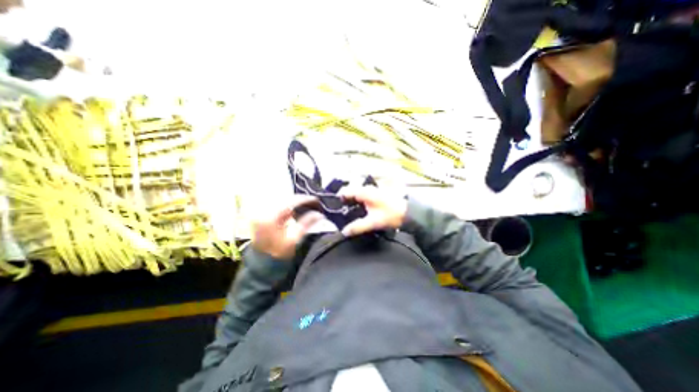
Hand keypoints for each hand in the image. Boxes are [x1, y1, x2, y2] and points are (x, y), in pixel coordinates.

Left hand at [249, 196, 322, 259]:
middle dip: (301, 200)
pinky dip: (289, 206)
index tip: (317, 200)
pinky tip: (297, 209)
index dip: (305, 199)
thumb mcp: (294, 239)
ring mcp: (261, 213)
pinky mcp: (263, 216)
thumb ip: (306, 224)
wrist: (262, 264)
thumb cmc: (278, 254)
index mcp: (270, 217)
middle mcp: (263, 211)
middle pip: (286, 199)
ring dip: (295, 202)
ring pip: (282, 202)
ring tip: (308, 205)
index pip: (290, 202)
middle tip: (314, 202)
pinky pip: (279, 206)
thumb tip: (320, 214)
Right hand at [341, 185, 410, 236]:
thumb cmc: (391, 215)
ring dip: (351, 201)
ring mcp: (372, 190)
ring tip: (346, 213)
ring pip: (356, 193)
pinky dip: (357, 202)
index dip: (338, 199)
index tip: (333, 209)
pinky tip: (357, 211)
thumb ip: (358, 227)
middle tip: (339, 213)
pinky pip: (362, 195)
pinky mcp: (376, 194)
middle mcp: (367, 188)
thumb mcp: (373, 222)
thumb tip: (344, 232)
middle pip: (350, 192)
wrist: (409, 212)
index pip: (345, 191)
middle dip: (343, 201)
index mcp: (364, 192)